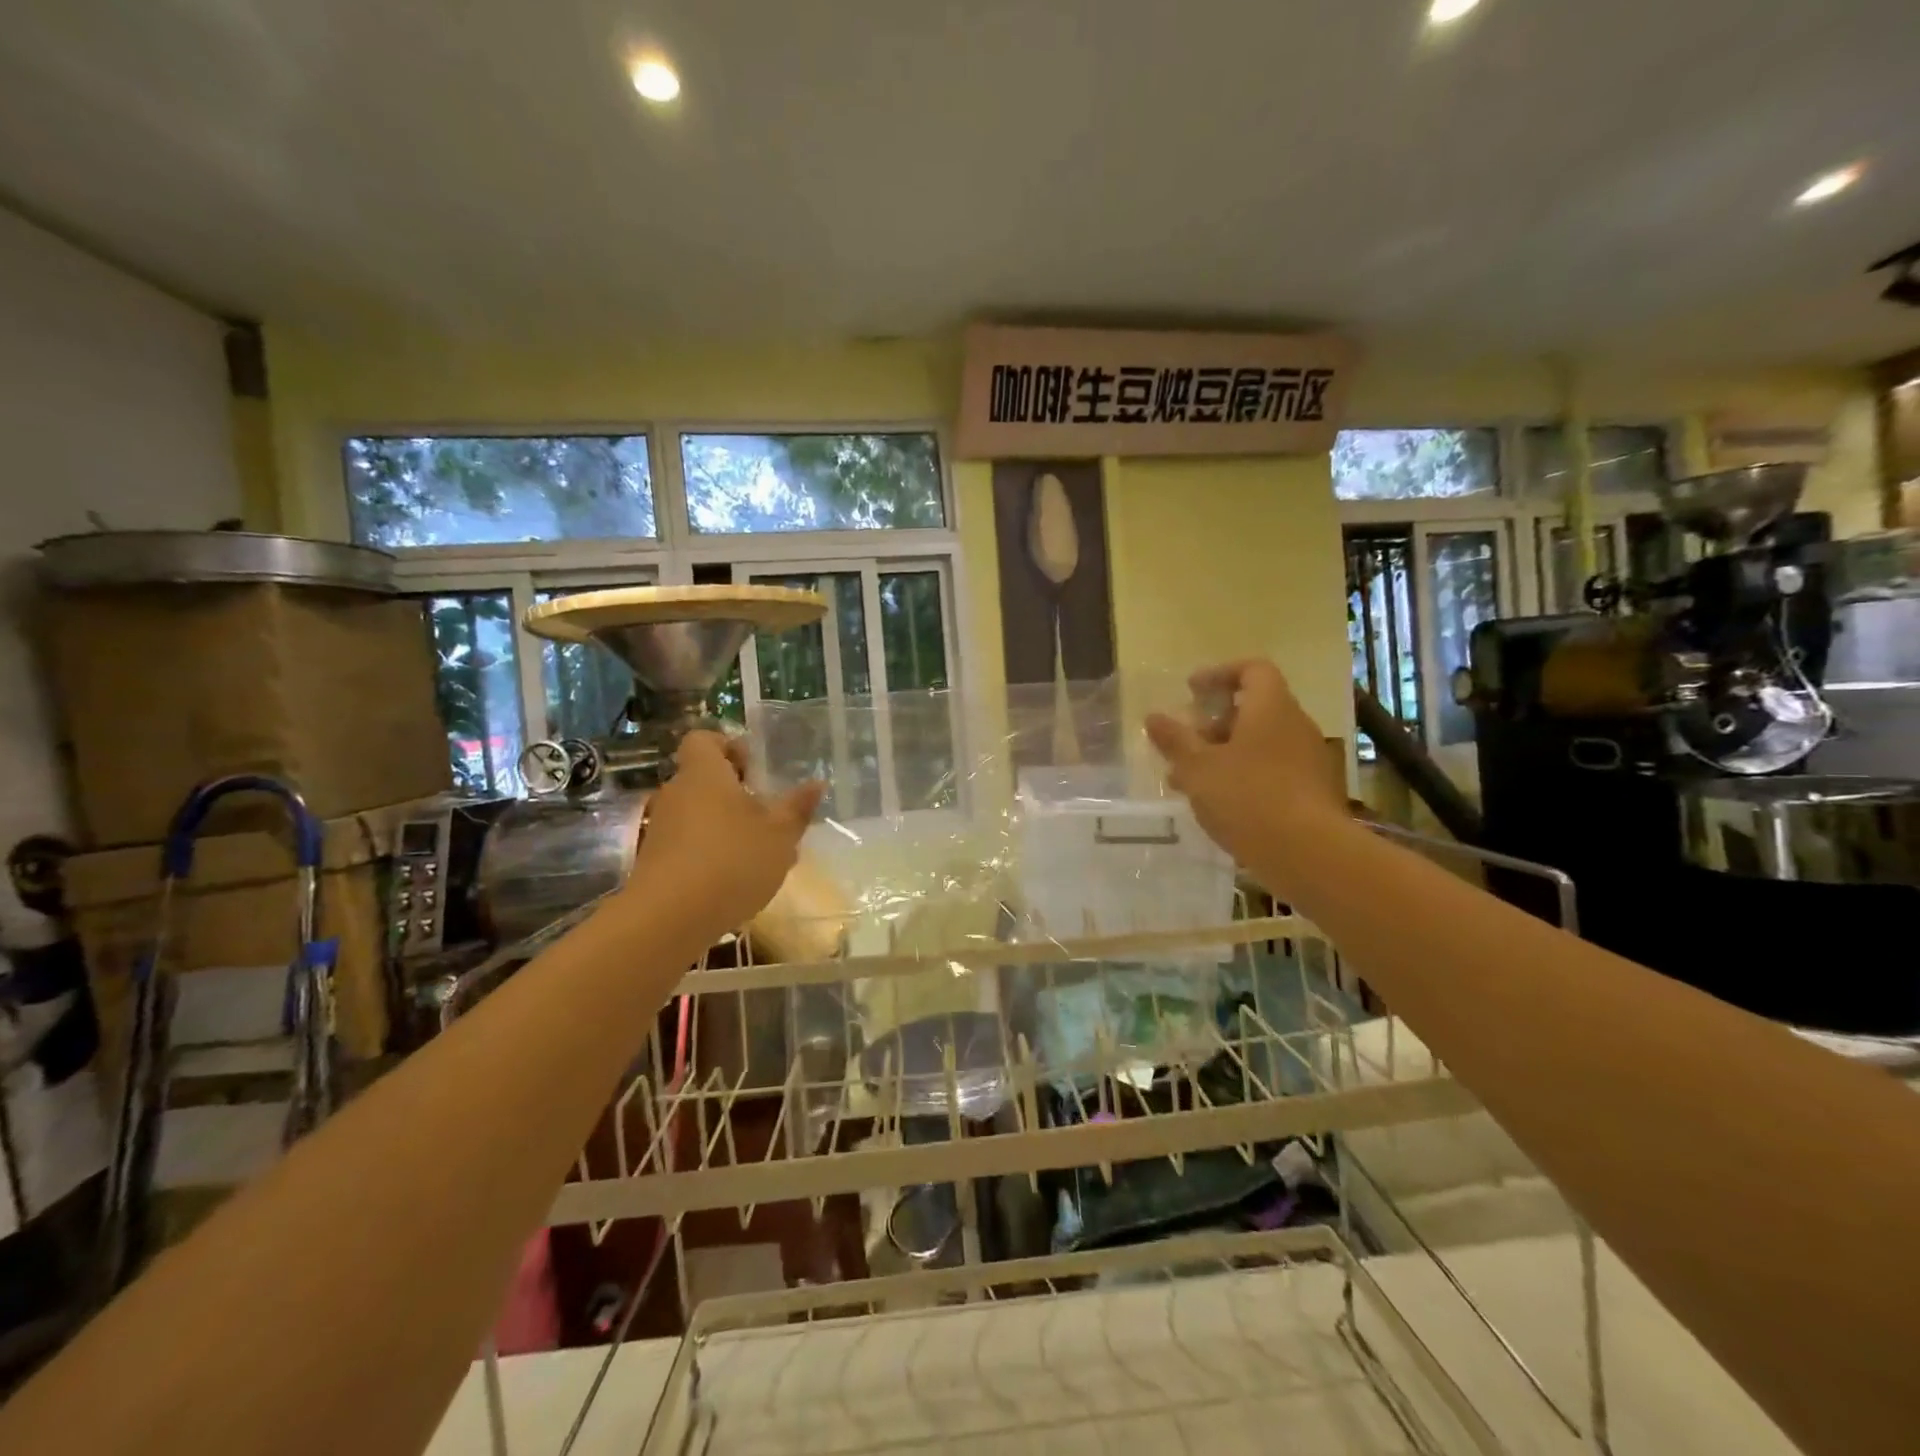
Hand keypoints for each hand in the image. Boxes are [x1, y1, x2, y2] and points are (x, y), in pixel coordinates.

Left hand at [625, 731, 825, 938]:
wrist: (668, 919)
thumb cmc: (731, 861)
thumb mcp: (779, 835)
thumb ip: (797, 808)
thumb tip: (816, 783)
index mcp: (705, 774)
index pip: (703, 740)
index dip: (728, 746)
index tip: (754, 767)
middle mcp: (677, 793)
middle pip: (703, 779)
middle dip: (736, 792)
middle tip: (768, 812)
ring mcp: (661, 828)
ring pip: (699, 814)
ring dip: (726, 825)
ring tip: (761, 852)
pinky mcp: (655, 861)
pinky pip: (688, 843)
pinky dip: (711, 852)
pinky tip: (737, 880)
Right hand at [1144, 660, 1349, 873]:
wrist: (1308, 854)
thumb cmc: (1247, 797)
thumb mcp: (1197, 768)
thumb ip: (1174, 740)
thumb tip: (1154, 717)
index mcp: (1271, 707)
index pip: (1252, 669)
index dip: (1220, 674)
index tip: (1191, 691)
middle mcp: (1296, 725)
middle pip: (1254, 708)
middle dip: (1214, 723)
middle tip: (1185, 743)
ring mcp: (1308, 759)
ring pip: (1260, 744)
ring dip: (1224, 754)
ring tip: (1189, 780)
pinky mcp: (1312, 791)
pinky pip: (1272, 769)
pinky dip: (1243, 776)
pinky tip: (1218, 804)